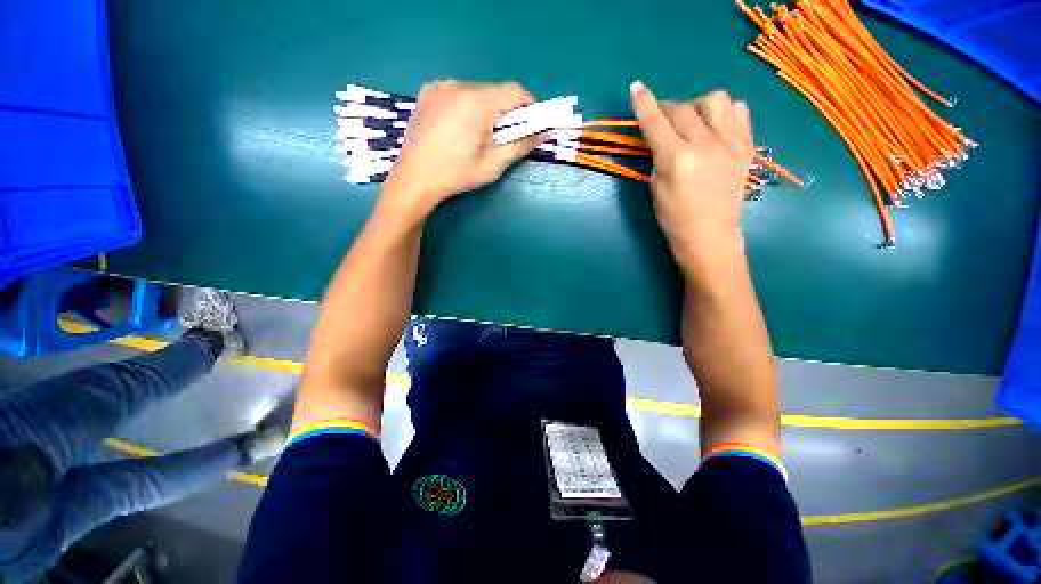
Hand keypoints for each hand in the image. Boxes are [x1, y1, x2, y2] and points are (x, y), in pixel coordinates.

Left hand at [381, 80, 540, 215]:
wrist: (414, 178)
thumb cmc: (456, 175)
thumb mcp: (492, 165)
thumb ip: (519, 146)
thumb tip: (542, 133)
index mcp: (476, 104)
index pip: (515, 92)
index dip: (529, 107)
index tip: (530, 126)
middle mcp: (459, 86)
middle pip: (496, 91)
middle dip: (507, 111)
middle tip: (504, 137)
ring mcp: (440, 86)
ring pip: (478, 91)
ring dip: (487, 108)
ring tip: (479, 135)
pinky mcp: (428, 91)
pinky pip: (459, 92)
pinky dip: (468, 106)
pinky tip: (459, 127)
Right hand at [629, 82, 753, 270]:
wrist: (710, 234)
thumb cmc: (674, 217)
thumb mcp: (656, 187)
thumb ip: (658, 156)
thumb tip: (659, 135)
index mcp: (677, 159)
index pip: (656, 122)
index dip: (644, 104)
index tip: (636, 88)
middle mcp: (705, 144)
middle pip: (682, 108)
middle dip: (666, 108)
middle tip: (660, 119)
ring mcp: (731, 142)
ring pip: (715, 100)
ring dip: (697, 105)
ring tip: (692, 122)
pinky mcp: (746, 145)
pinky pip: (739, 111)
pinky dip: (724, 112)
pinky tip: (715, 127)